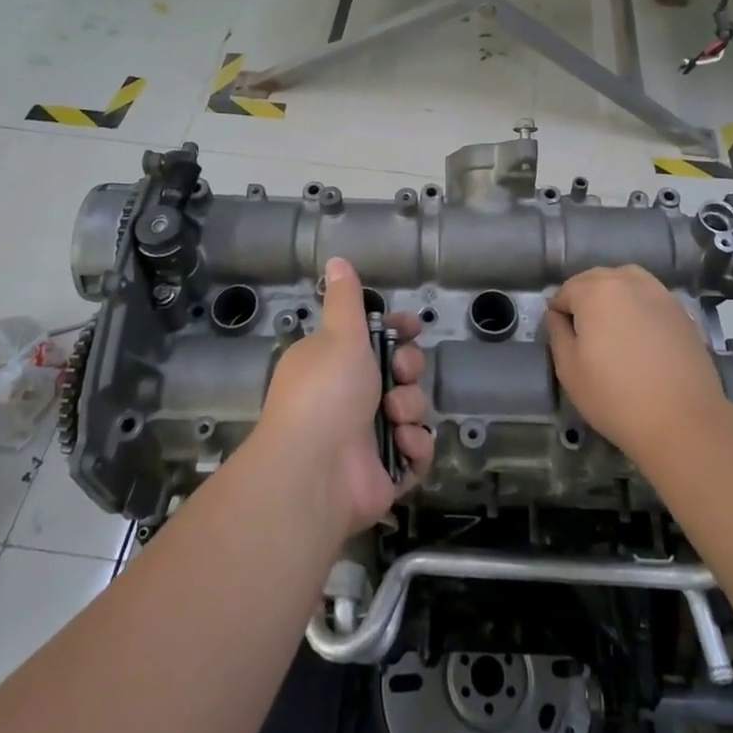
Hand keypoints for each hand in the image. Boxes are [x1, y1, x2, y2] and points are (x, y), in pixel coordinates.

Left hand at [256, 258, 433, 537]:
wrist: (314, 472)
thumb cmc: (326, 391)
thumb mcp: (338, 334)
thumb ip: (345, 299)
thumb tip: (336, 260)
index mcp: (334, 362)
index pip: (374, 338)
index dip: (397, 330)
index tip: (412, 327)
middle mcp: (349, 397)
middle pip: (400, 371)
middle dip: (407, 368)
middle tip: (398, 373)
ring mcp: (368, 436)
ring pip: (412, 408)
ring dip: (409, 408)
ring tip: (394, 416)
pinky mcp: (386, 471)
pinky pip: (417, 450)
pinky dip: (414, 447)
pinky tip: (402, 445)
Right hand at [546, 265, 726, 464]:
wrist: (684, 422)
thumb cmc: (615, 397)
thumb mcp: (569, 369)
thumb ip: (557, 333)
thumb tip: (556, 314)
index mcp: (595, 290)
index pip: (565, 291)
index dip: (559, 313)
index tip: (563, 338)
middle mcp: (627, 281)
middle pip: (595, 280)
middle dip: (584, 300)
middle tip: (585, 335)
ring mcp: (659, 293)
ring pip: (625, 282)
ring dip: (612, 297)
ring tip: (613, 329)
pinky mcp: (681, 311)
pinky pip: (649, 297)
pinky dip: (639, 307)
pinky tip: (641, 335)